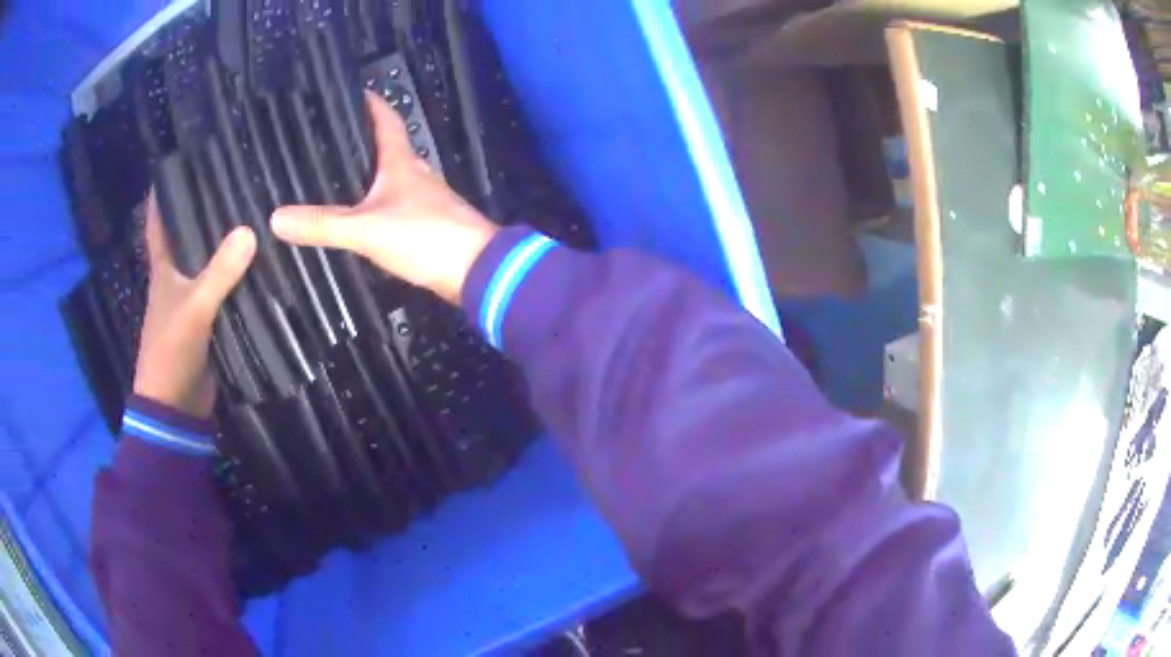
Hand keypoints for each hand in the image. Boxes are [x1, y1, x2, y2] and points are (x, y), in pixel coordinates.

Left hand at [133, 194, 256, 417]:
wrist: (177, 406)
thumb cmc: (172, 351)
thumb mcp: (194, 309)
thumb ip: (219, 273)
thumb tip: (250, 231)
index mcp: (163, 271)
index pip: (159, 225)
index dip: (162, 196)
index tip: (176, 167)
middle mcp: (177, 279)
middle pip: (189, 238)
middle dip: (204, 212)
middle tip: (232, 181)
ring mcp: (194, 301)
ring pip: (210, 264)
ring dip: (225, 245)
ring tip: (253, 214)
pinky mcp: (210, 322)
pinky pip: (226, 291)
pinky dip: (238, 278)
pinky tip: (260, 264)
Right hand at [270, 91, 497, 303]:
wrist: (476, 271)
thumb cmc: (425, 236)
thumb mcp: (365, 229)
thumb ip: (322, 224)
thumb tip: (275, 217)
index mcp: (402, 162)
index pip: (387, 121)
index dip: (372, 105)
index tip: (354, 93)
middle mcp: (416, 174)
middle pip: (389, 147)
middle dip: (364, 140)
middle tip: (330, 141)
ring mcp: (426, 200)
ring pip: (393, 177)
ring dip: (370, 173)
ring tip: (338, 176)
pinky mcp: (429, 225)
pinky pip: (397, 205)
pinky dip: (378, 203)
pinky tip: (364, 216)